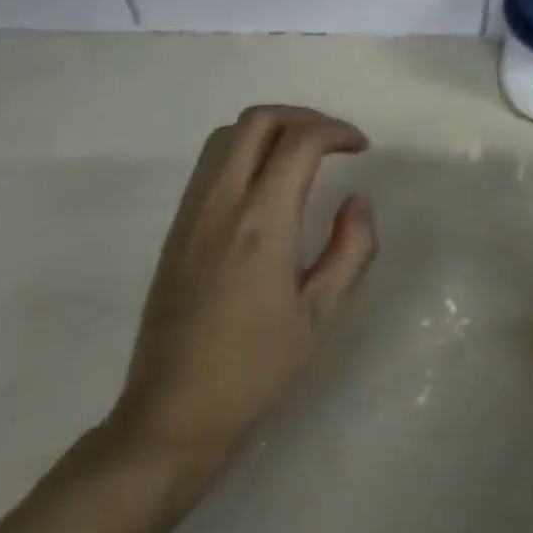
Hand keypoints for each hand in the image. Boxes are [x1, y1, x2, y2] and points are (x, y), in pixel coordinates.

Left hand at [104, 106, 376, 476]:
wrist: (172, 415)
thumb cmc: (254, 370)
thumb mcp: (320, 315)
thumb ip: (350, 249)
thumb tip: (358, 200)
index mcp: (261, 223)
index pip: (299, 142)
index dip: (336, 131)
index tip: (361, 147)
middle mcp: (221, 204)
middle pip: (257, 121)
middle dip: (303, 117)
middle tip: (334, 140)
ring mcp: (191, 213)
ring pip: (227, 136)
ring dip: (270, 128)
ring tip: (303, 153)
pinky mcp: (176, 228)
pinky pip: (210, 163)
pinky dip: (245, 149)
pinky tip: (267, 183)